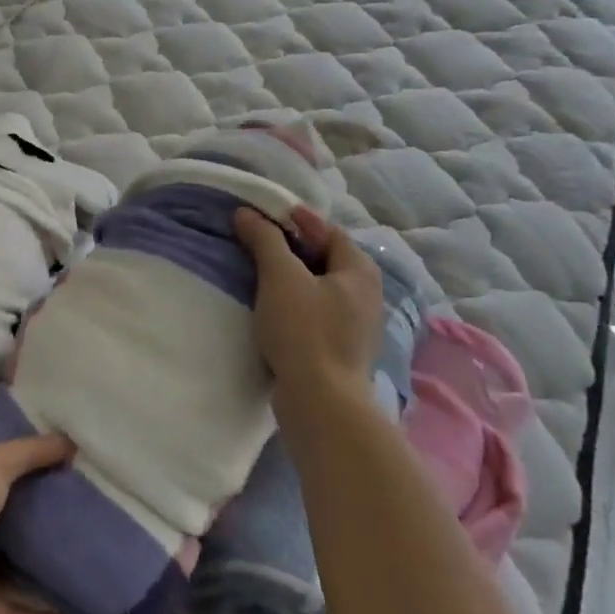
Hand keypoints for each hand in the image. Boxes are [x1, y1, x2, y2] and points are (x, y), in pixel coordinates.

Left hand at [0, 434, 74, 613]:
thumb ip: (30, 452)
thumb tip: (72, 441)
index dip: (27, 468)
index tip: (66, 470)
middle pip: (6, 521)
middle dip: (38, 520)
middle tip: (85, 519)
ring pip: (9, 568)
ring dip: (39, 571)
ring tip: (83, 568)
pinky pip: (13, 609)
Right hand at [234, 207, 383, 412]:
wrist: (321, 400)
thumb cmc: (304, 330)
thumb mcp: (280, 277)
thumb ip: (265, 241)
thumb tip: (247, 213)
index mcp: (360, 271)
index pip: (330, 231)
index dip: (300, 220)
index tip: (267, 214)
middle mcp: (367, 294)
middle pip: (328, 258)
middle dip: (296, 247)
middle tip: (260, 241)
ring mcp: (357, 324)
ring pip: (323, 287)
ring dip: (295, 276)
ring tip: (262, 273)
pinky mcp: (342, 348)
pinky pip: (319, 311)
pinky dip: (297, 301)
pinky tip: (275, 308)